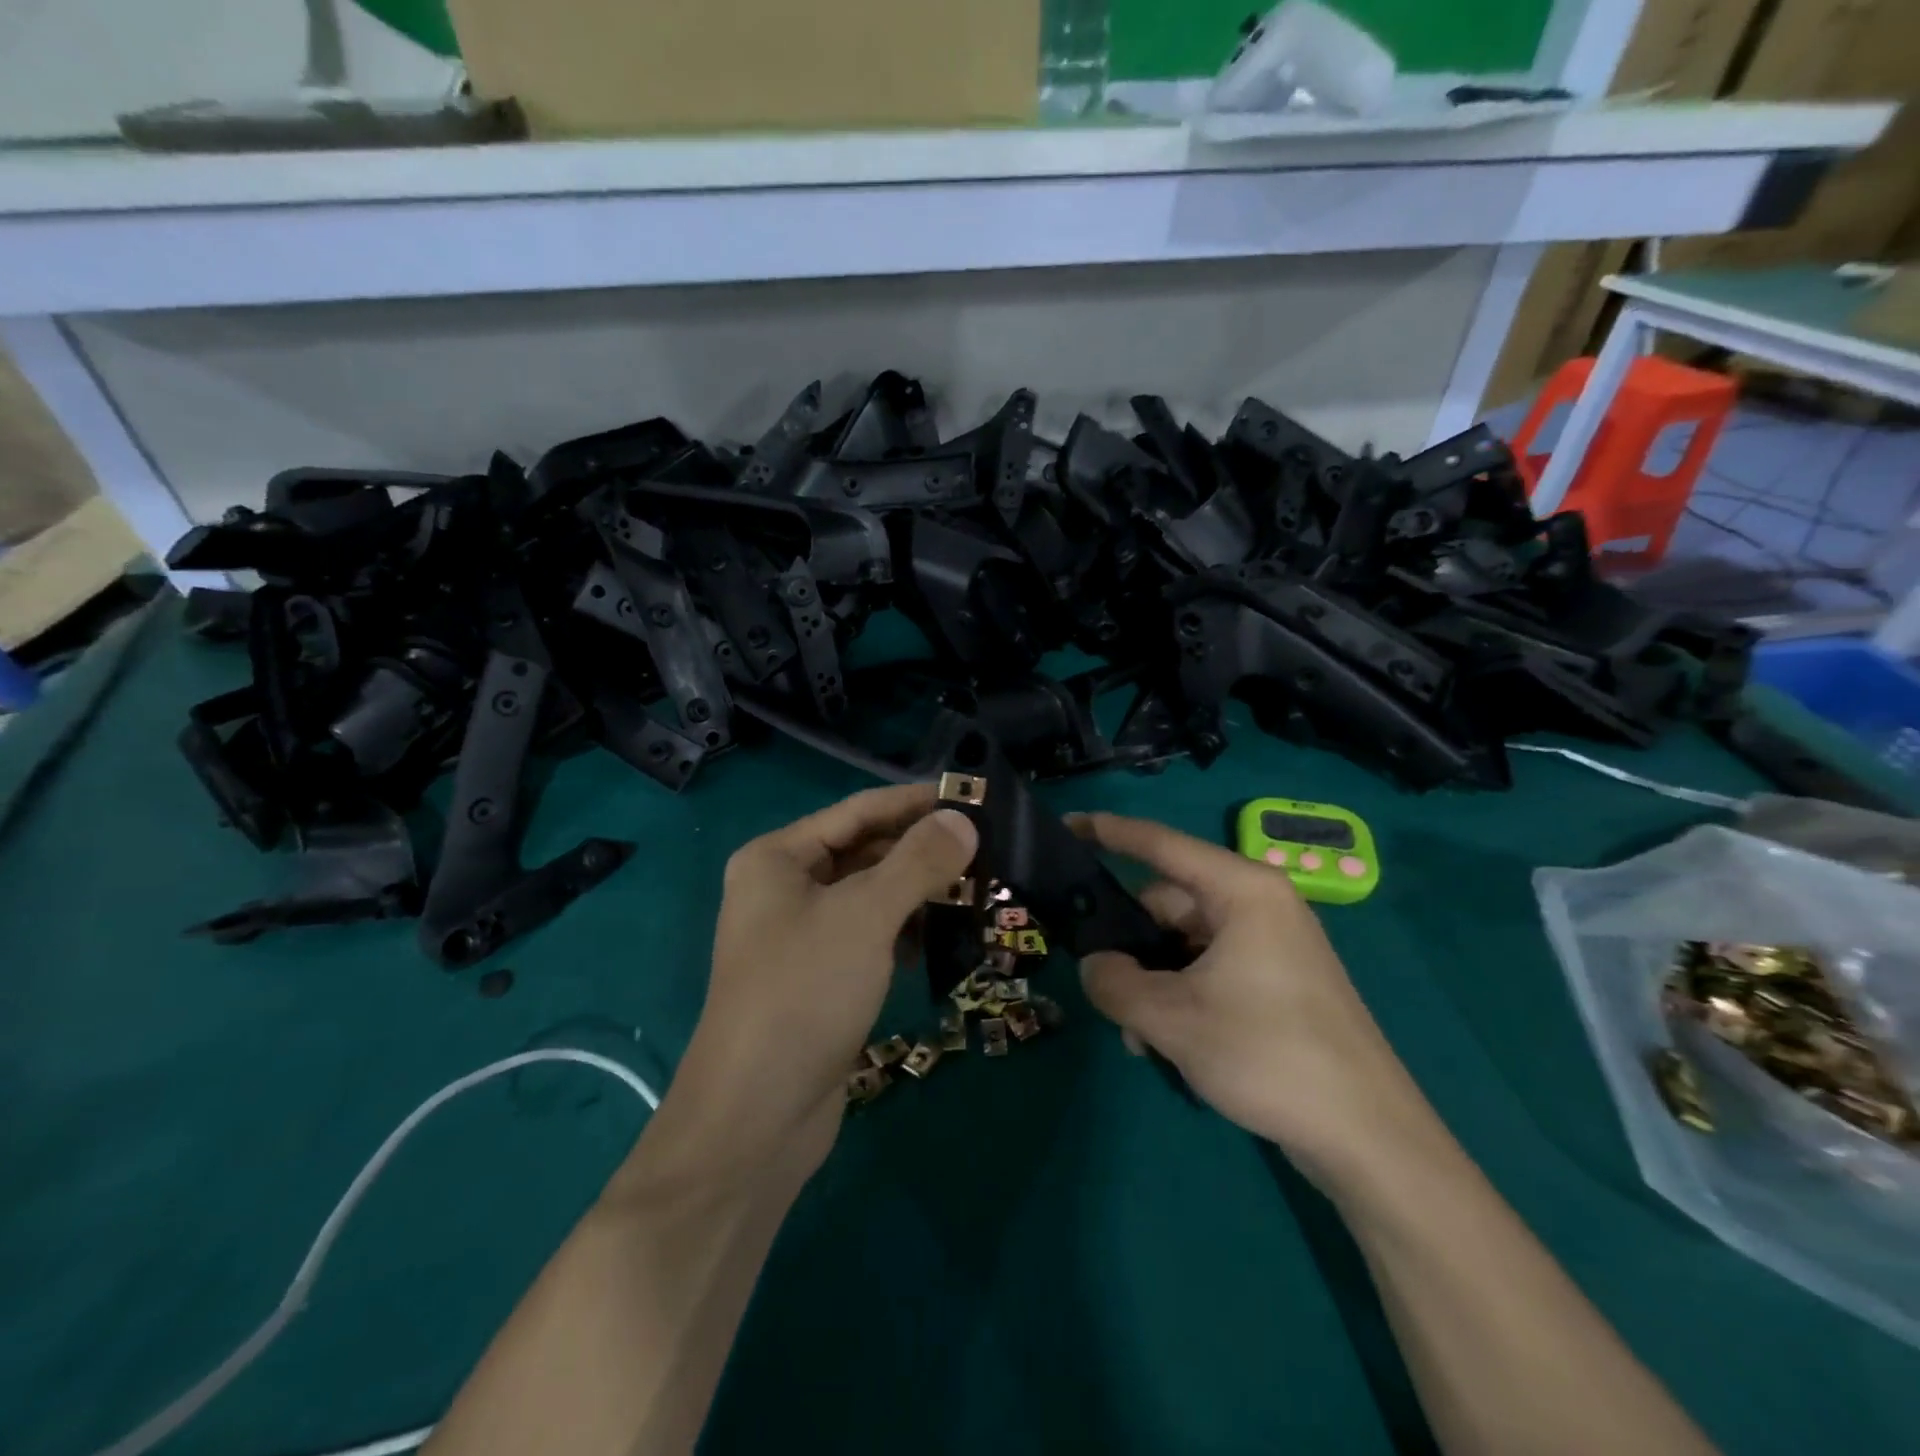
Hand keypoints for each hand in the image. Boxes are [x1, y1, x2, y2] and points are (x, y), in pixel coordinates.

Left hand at [630, 784, 977, 1190]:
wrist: (756, 1117)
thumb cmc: (804, 993)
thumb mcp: (865, 916)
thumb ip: (918, 862)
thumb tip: (964, 820)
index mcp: (777, 858)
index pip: (859, 810)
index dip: (916, 801)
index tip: (973, 796)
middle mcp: (784, 888)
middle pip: (865, 851)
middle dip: (922, 850)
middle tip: (987, 847)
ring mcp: (801, 935)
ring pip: (871, 895)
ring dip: (918, 891)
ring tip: (977, 888)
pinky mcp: (820, 976)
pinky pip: (870, 934)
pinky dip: (904, 930)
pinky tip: (941, 937)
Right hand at [1071, 812, 1428, 1181]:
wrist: (1370, 1138)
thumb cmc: (1268, 1055)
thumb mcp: (1172, 1018)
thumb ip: (1114, 983)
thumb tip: (1094, 967)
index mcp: (1241, 890)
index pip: (1159, 844)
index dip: (1107, 831)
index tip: (1066, 825)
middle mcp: (1259, 904)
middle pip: (1169, 903)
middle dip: (1130, 945)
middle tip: (1104, 991)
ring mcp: (1272, 944)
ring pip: (1185, 943)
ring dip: (1153, 981)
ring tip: (1141, 1037)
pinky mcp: (1279, 981)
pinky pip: (1211, 968)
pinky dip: (1182, 995)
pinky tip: (1169, 1043)